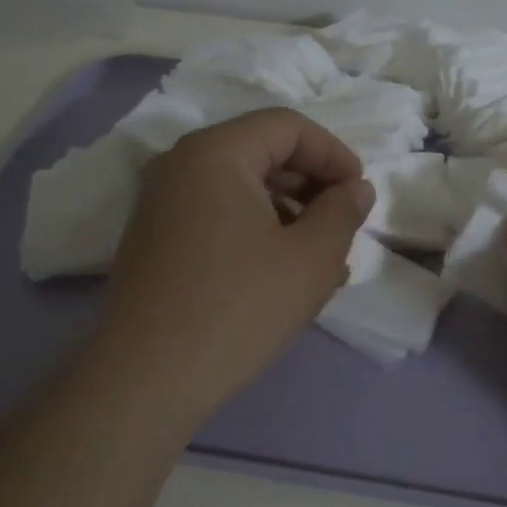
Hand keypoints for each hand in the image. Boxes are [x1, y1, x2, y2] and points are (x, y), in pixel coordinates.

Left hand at [85, 108, 373, 429]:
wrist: (147, 379)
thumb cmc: (239, 307)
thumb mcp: (311, 258)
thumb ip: (342, 212)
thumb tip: (355, 189)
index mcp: (215, 152)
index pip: (287, 126)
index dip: (333, 154)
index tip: (360, 193)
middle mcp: (180, 164)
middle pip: (260, 151)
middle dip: (311, 184)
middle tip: (343, 224)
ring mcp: (159, 202)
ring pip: (239, 186)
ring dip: (287, 211)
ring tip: (322, 257)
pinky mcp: (153, 238)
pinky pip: (216, 214)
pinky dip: (255, 229)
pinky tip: (282, 272)